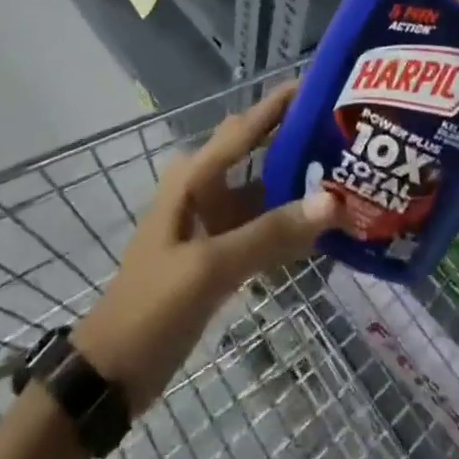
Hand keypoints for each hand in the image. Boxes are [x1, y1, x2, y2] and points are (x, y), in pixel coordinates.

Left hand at [72, 84, 338, 411]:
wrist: (111, 374)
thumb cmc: (152, 307)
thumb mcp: (210, 267)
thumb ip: (270, 233)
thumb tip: (332, 200)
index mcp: (194, 177)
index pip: (246, 126)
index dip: (280, 103)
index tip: (322, 83)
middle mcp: (205, 187)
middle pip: (258, 150)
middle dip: (296, 138)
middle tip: (345, 132)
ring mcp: (213, 221)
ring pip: (263, 189)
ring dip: (298, 183)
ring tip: (347, 173)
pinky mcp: (219, 252)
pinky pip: (262, 224)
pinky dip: (289, 222)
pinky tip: (324, 227)